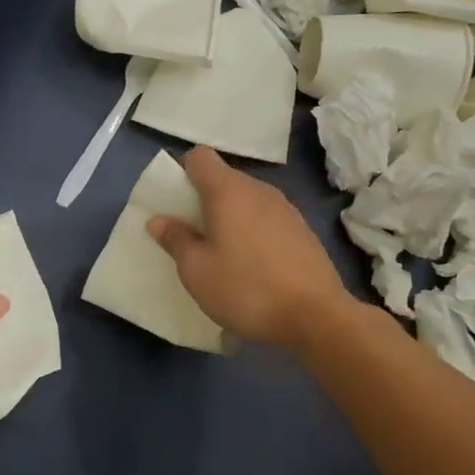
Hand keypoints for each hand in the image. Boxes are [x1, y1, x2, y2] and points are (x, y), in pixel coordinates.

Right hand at [147, 147, 352, 349]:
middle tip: (193, 234)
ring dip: (231, 217)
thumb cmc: (246, 288)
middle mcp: (259, 190)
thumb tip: (158, 220)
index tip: (176, 202)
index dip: (183, 172)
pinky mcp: (303, 230)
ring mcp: (286, 209)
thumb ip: (176, 240)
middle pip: (224, 179)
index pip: (200, 157)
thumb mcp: (197, 271)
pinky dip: (254, 231)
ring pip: (247, 200)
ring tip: (223, 253)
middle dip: (204, 199)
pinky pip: (267, 219)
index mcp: (228, 191)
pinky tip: (253, 265)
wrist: (316, 318)